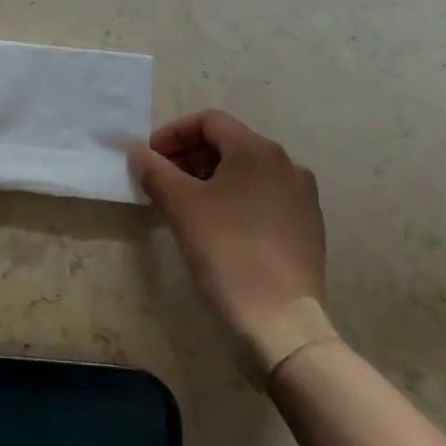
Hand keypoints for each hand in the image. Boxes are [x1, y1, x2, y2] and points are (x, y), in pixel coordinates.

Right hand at [129, 110, 325, 345]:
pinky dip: (234, 199)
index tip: (150, 158)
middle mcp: (287, 165)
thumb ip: (155, 171)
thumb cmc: (227, 251)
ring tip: (184, 204)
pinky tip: (216, 226)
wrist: (282, 323)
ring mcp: (302, 198)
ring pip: (246, 172)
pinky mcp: (307, 228)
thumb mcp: (181, 206)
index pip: (209, 122)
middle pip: (228, 144)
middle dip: (189, 157)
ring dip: (210, 178)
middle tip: (161, 180)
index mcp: (258, 150)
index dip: (173, 134)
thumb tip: (138, 153)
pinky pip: (263, 197)